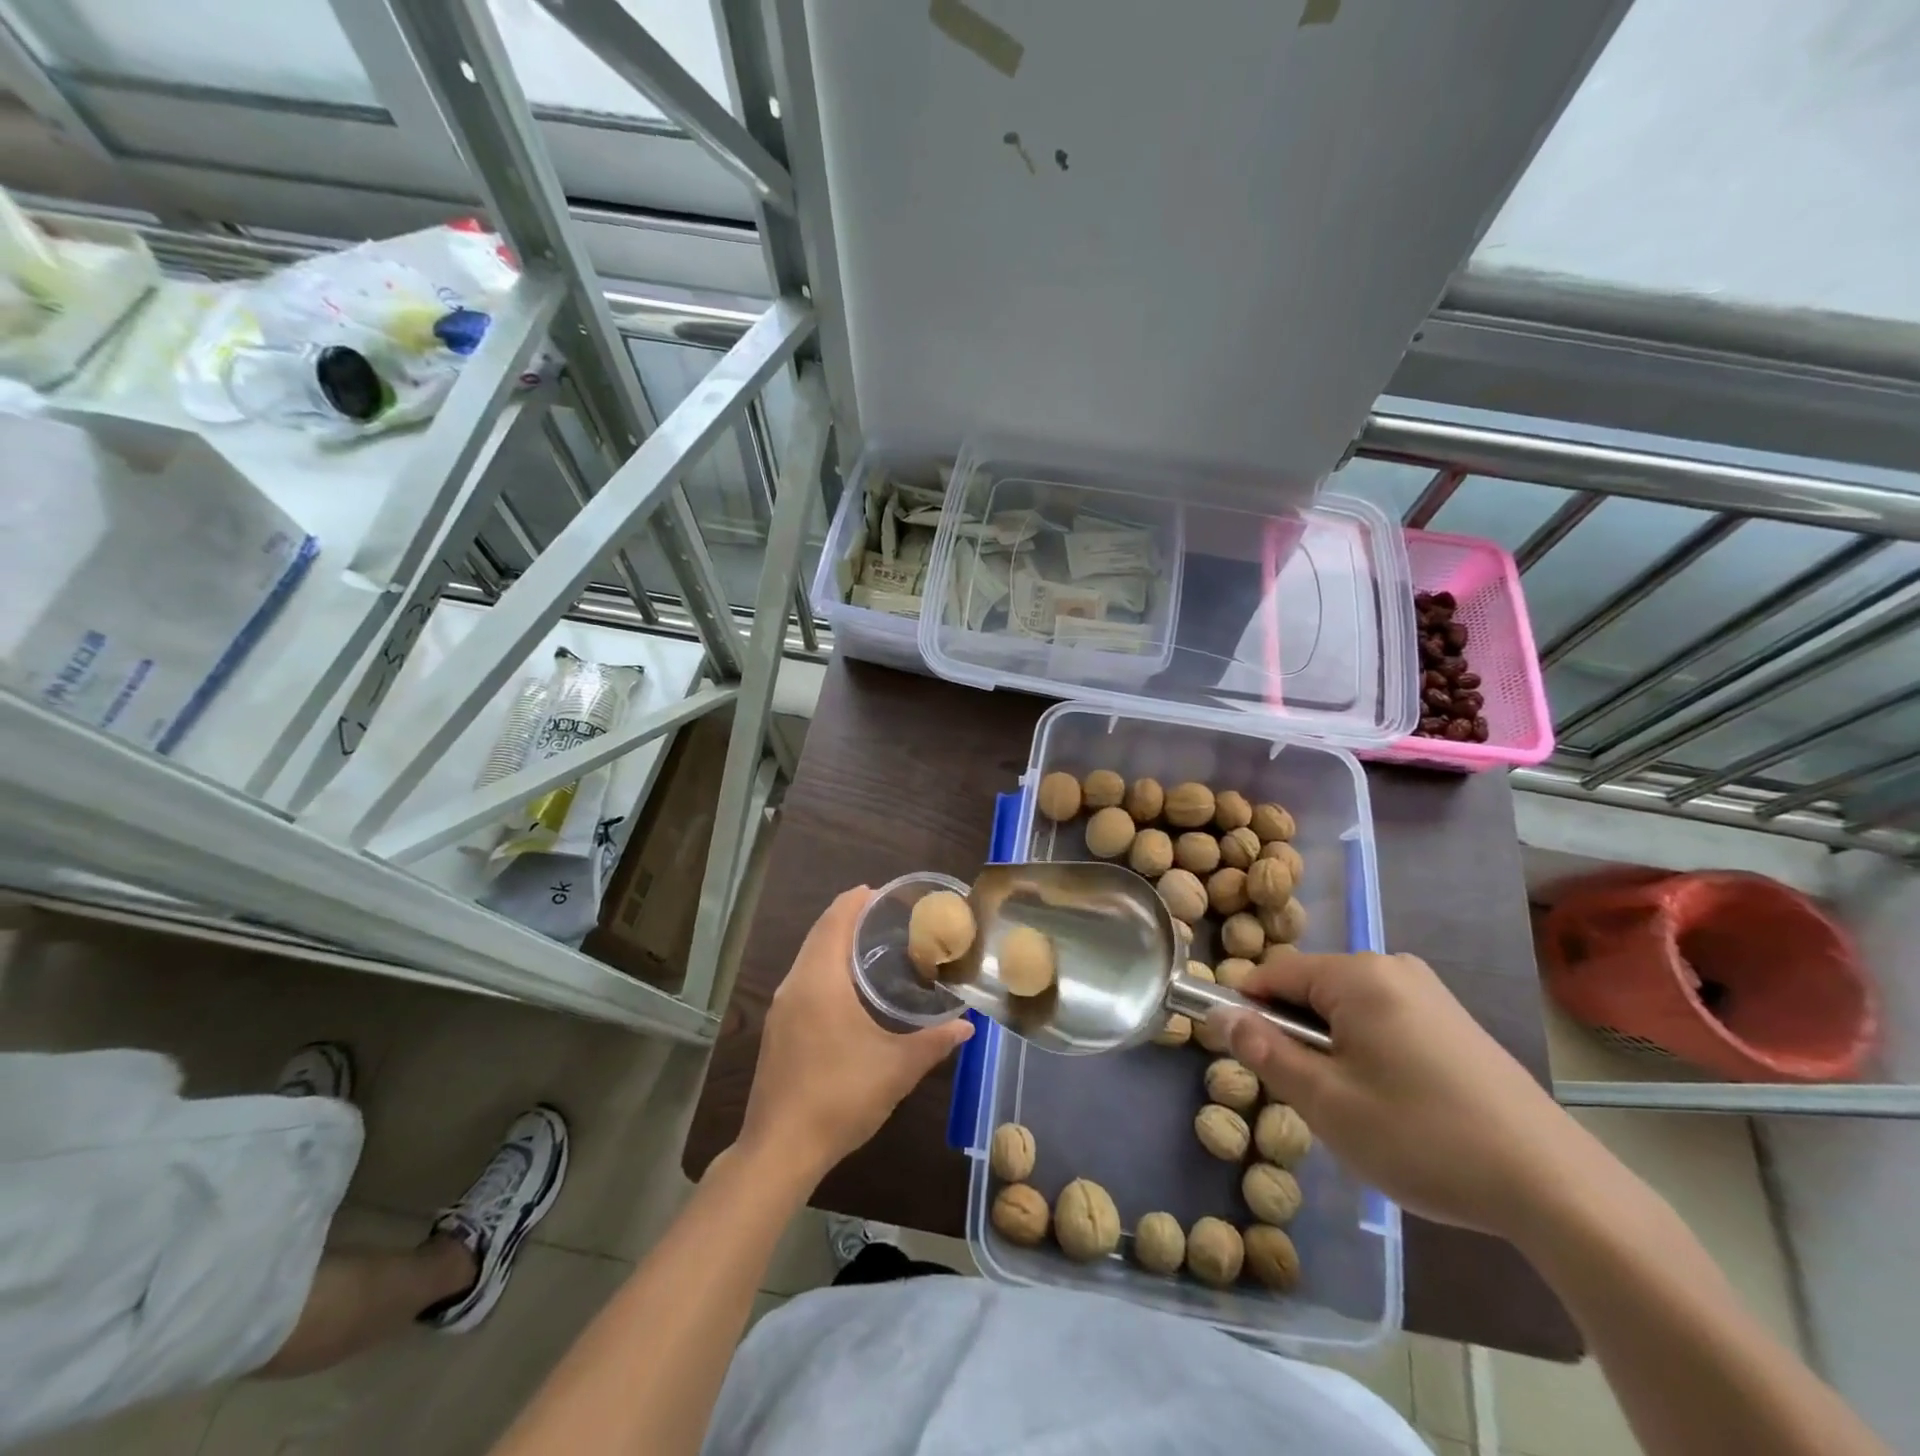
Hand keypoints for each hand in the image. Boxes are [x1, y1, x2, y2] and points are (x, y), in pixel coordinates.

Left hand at [738, 886, 972, 1184]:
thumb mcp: (897, 1069)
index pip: (834, 922)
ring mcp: (780, 1009)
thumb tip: (967, 1026)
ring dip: (834, 943)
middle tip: (885, 914)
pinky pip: (802, 980)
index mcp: (820, 982)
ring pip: (808, 958)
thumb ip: (934, 1042)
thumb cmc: (840, 1097)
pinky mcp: (776, 1030)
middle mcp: (794, 985)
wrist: (780, 1149)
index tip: (882, 892)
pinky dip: (824, 966)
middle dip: (847, 917)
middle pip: (819, 934)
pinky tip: (847, 987)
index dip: (855, 901)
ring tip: (871, 944)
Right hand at [1215, 951, 1598, 1238]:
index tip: (1250, 1060)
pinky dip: (1369, 1053)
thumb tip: (1219, 1015)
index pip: (1272, 973)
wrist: (1557, 1189)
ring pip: (1346, 1009)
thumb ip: (1265, 1051)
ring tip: (1358, 1109)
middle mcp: (1392, 967)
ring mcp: (1429, 993)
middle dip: (1297, 1036)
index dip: (1248, 1012)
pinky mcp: (1454, 1022)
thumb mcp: (1327, 1101)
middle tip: (1313, 1098)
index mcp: (1357, 974)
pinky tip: (1398, 1107)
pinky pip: (1383, 1021)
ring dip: (1333, 1050)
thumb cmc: (1423, 1138)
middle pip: (1310, 989)